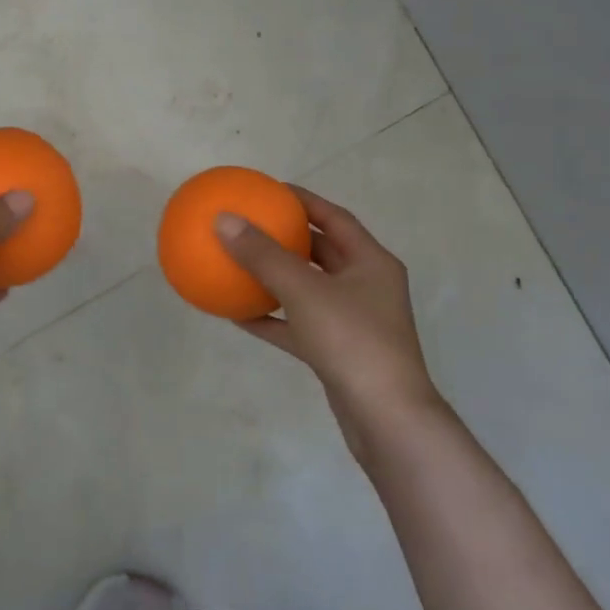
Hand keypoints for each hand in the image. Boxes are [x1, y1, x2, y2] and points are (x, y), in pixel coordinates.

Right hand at [215, 186, 441, 439]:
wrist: (386, 418)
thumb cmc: (352, 341)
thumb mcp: (304, 291)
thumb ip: (263, 255)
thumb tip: (223, 219)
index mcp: (371, 263)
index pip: (335, 219)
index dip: (304, 201)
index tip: (269, 190)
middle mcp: (365, 288)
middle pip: (322, 253)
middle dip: (287, 239)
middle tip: (251, 225)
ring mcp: (352, 323)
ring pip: (307, 290)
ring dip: (275, 278)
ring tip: (239, 264)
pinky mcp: (337, 353)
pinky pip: (297, 325)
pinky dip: (271, 318)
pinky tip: (237, 313)